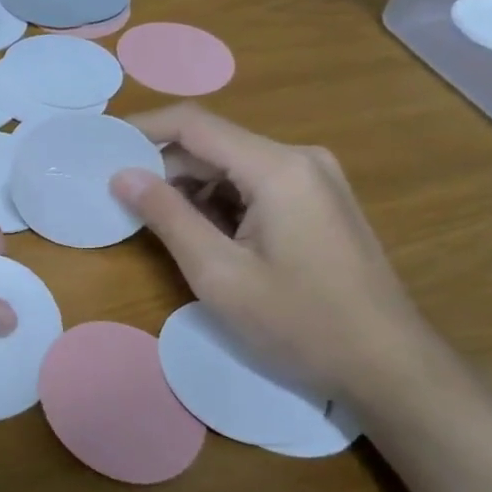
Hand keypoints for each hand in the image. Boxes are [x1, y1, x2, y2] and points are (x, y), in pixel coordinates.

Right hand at [110, 105, 432, 398]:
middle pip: (214, 144)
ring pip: (233, 167)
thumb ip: (168, 217)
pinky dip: (221, 204)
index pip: (195, 124)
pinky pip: (256, 186)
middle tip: (123, 202)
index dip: (143, 129)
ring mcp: (316, 179)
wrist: (389, 366)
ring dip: (192, 190)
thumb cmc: (301, 324)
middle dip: (165, 168)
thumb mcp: (219, 275)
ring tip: (161, 229)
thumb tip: (122, 176)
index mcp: (278, 167)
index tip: (102, 147)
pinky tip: (207, 239)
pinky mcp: (320, 202)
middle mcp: (300, 158)